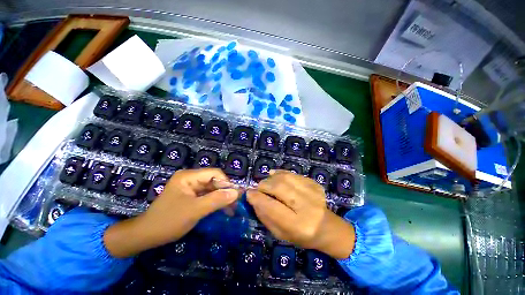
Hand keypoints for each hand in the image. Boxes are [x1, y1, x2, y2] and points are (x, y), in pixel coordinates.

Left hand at [104, 168, 239, 257]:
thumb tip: (236, 193)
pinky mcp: (190, 196)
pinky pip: (206, 196)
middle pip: (213, 181)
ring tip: (231, 209)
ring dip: (221, 198)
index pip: (214, 173)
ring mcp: (190, 187)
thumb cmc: (168, 221)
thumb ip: (216, 200)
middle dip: (224, 192)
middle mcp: (190, 178)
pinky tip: (221, 209)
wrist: (146, 236)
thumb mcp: (195, 210)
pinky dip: (214, 202)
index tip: (235, 196)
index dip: (226, 183)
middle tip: (235, 204)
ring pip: (211, 189)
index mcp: (189, 176)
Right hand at [247, 170, 354, 258]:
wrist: (327, 227)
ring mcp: (313, 192)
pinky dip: (281, 173)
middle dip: (264, 185)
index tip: (249, 193)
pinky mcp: (315, 183)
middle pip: (279, 187)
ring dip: (271, 178)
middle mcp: (308, 207)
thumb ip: (265, 216)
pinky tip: (276, 176)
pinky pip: (293, 174)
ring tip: (267, 182)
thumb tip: (253, 197)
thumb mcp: (280, 233)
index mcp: (299, 226)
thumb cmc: (301, 235)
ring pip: (285, 177)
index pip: (272, 207)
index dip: (258, 198)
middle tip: (259, 187)